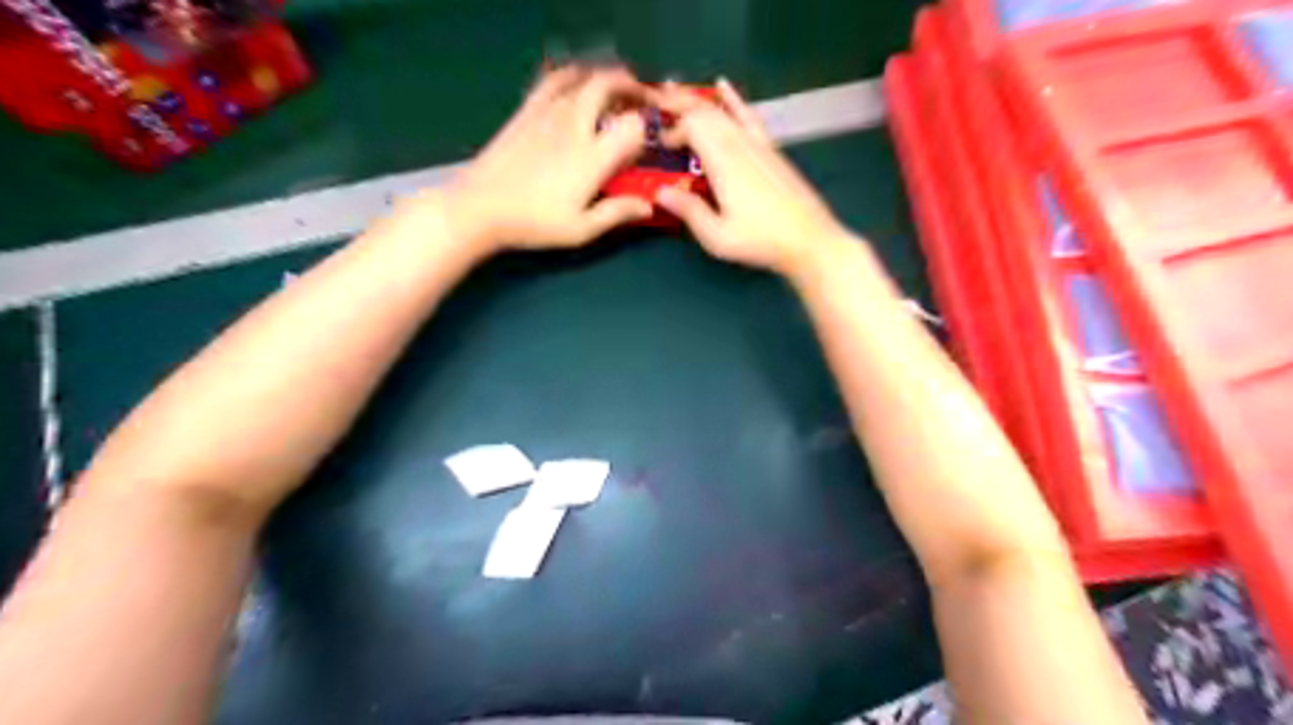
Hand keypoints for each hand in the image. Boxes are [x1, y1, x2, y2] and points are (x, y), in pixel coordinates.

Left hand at [435, 65, 657, 258]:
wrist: (481, 207)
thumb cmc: (534, 223)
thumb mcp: (581, 229)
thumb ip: (616, 214)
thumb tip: (648, 207)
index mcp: (592, 158)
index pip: (632, 126)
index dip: (646, 130)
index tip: (648, 142)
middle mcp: (574, 126)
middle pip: (609, 85)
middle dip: (632, 87)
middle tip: (642, 100)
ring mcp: (548, 112)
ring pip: (584, 78)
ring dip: (606, 79)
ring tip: (616, 91)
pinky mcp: (528, 110)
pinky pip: (555, 79)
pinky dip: (574, 75)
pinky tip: (578, 84)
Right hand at [658, 78, 848, 275]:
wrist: (809, 239)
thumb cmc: (760, 241)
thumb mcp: (717, 236)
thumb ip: (689, 211)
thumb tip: (660, 193)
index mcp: (724, 162)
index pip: (692, 126)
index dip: (671, 131)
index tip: (660, 148)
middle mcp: (740, 143)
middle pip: (705, 112)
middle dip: (676, 104)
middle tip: (652, 103)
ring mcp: (758, 143)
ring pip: (722, 110)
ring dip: (695, 99)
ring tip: (671, 88)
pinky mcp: (770, 148)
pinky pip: (747, 115)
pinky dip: (732, 99)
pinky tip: (723, 86)